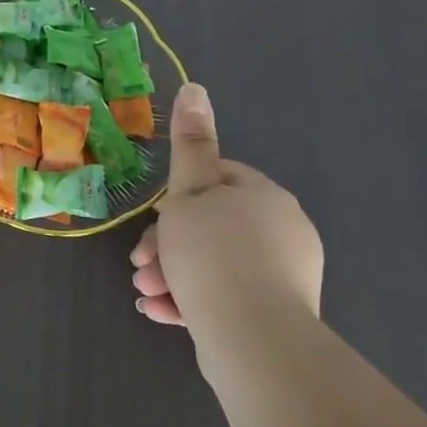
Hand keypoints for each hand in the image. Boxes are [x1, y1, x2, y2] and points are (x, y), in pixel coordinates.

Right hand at [129, 82, 322, 349]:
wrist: (254, 339)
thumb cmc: (212, 253)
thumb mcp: (189, 191)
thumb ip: (190, 142)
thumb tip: (195, 87)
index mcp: (265, 196)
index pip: (216, 178)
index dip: (177, 197)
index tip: (154, 219)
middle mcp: (283, 231)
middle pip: (210, 224)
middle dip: (167, 243)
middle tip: (141, 264)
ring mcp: (284, 275)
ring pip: (213, 263)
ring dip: (172, 272)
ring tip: (147, 291)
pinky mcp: (278, 314)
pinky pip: (226, 295)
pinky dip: (193, 299)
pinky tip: (164, 312)